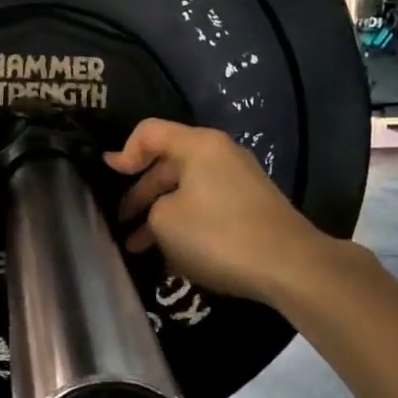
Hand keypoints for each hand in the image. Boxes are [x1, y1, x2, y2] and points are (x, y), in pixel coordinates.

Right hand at [104, 119, 325, 303]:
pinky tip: (171, 256)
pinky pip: (206, 208)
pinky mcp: (250, 208)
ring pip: (186, 191)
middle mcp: (220, 155)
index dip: (124, 152)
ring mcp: (239, 181)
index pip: (149, 132)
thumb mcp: (165, 220)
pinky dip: (184, 225)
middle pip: (168, 164)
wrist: (289, 265)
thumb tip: (159, 211)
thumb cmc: (217, 234)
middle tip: (120, 223)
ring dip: (160, 216)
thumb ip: (150, 208)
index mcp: (198, 145)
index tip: (109, 178)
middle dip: (140, 194)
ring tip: (138, 248)